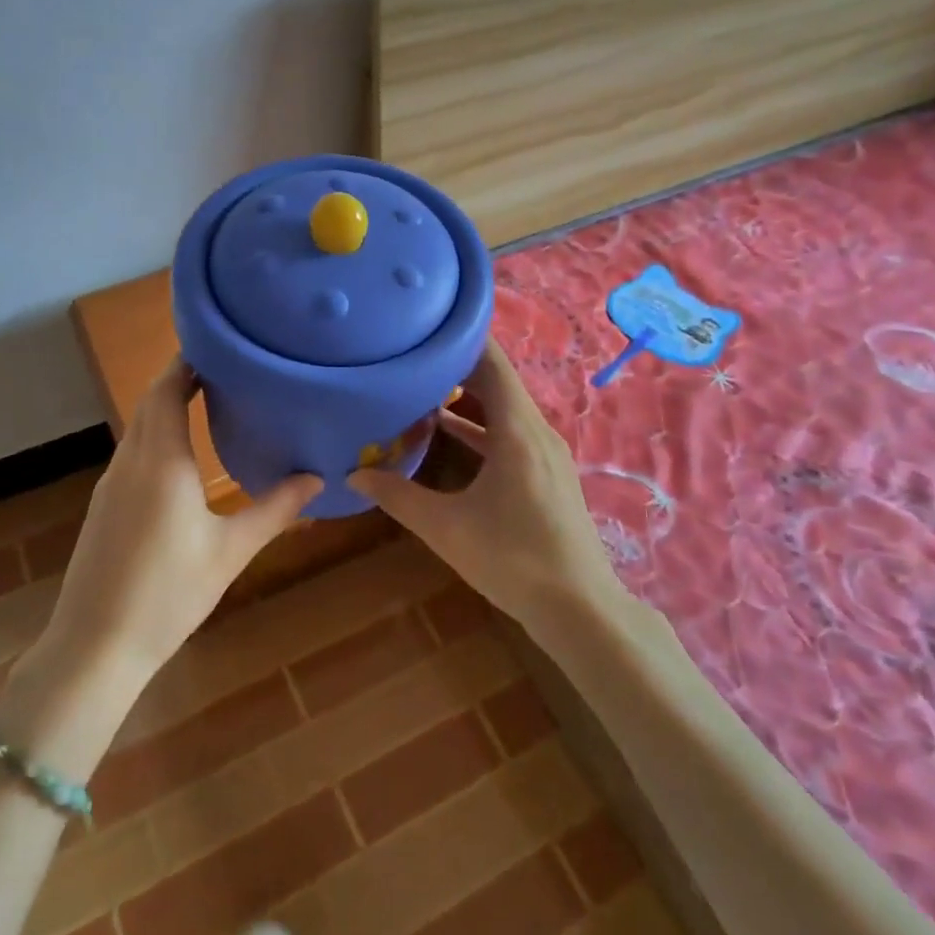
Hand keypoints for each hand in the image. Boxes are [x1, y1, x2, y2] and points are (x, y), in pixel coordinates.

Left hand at [44, 358, 319, 683]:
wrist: (94, 646)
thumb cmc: (168, 594)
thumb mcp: (230, 551)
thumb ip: (275, 510)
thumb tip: (317, 479)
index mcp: (161, 462)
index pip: (166, 391)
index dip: (186, 363)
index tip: (218, 346)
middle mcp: (130, 462)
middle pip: (149, 403)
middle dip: (179, 379)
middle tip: (224, 369)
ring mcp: (111, 485)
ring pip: (138, 428)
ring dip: (165, 406)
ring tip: (207, 400)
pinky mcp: (104, 506)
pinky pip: (132, 452)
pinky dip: (155, 435)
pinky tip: (180, 455)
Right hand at [348, 341, 620, 629]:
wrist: (580, 609)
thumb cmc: (512, 559)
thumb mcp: (446, 528)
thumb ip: (398, 497)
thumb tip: (353, 475)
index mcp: (517, 430)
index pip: (492, 362)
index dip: (461, 338)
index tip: (425, 326)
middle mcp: (536, 430)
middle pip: (498, 380)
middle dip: (456, 365)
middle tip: (412, 355)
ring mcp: (546, 452)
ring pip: (505, 407)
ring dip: (469, 396)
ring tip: (422, 387)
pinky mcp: (548, 473)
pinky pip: (512, 432)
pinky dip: (482, 425)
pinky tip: (449, 432)